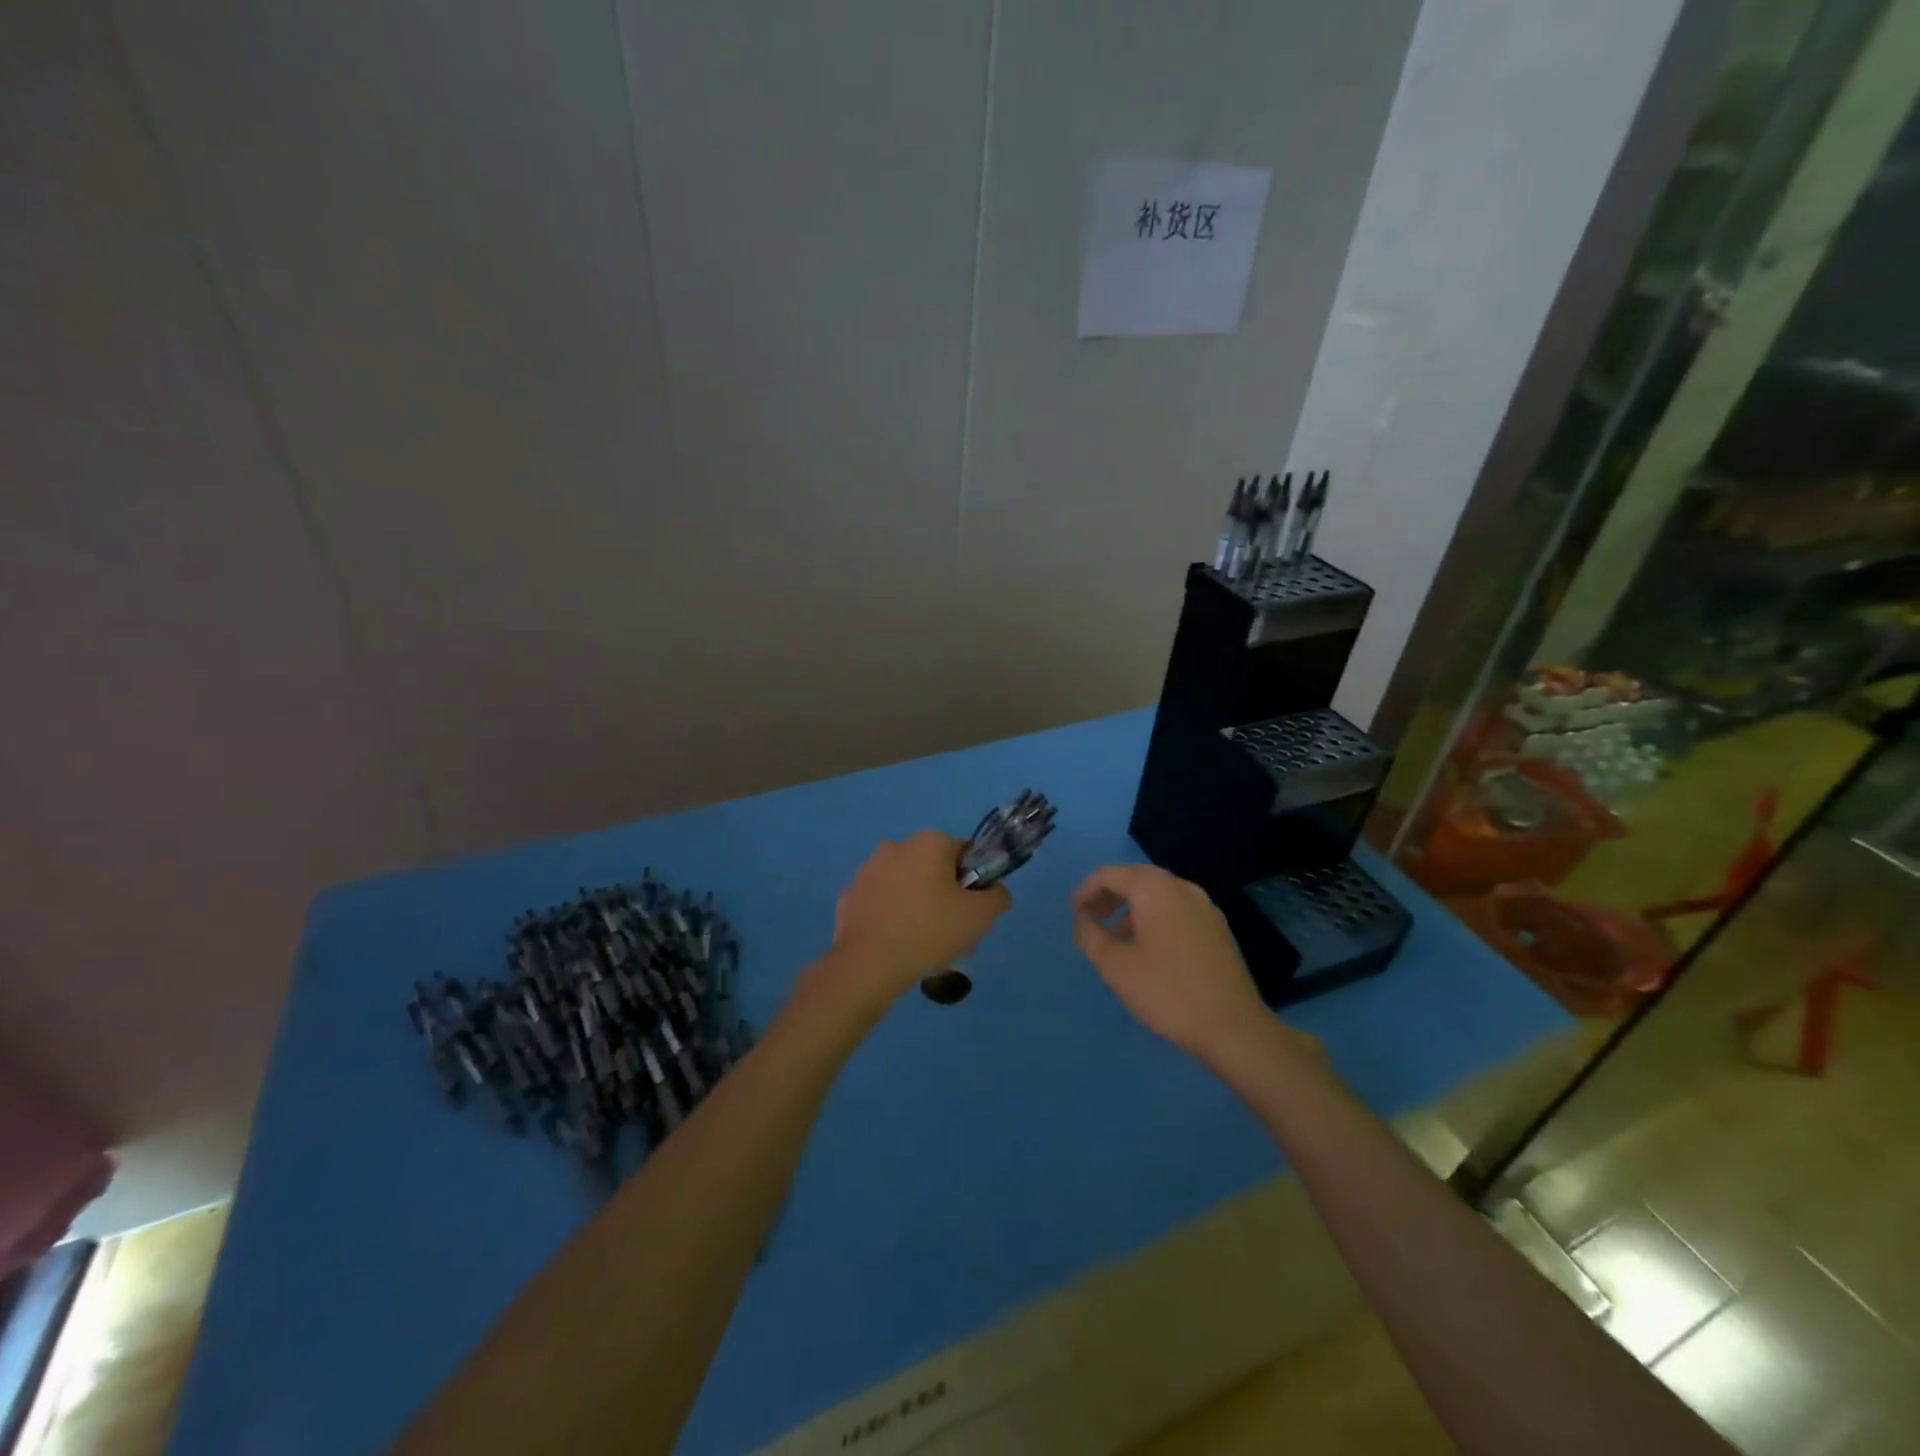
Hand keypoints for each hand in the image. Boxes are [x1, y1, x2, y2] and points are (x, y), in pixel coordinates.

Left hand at [825, 831, 1011, 1001]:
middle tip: (949, 929)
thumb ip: (998, 896)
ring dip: (914, 903)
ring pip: (904, 883)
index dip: (972, 882)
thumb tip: (994, 891)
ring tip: (920, 941)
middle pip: (932, 867)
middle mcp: (896, 846)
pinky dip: (889, 915)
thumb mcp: (981, 916)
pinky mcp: (849, 895)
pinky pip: (879, 902)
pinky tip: (894, 942)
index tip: (970, 910)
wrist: (869, 965)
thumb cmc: (930, 931)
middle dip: (942, 893)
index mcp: (929, 843)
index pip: (963, 854)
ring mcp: (867, 870)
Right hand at [1070, 864, 1284, 1063]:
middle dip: (1109, 896)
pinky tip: (1149, 949)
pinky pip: (1177, 910)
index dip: (1086, 890)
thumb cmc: (1167, 992)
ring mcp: (1205, 907)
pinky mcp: (1218, 928)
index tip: (1074, 913)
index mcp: (1155, 889)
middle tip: (1091, 919)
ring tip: (1116, 938)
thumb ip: (1091, 936)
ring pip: (1159, 895)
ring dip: (1132, 908)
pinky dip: (1155, 918)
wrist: (1233, 1027)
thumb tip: (1082, 919)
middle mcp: (1182, 888)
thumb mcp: (1115, 966)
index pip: (1110, 874)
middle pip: (1136, 879)